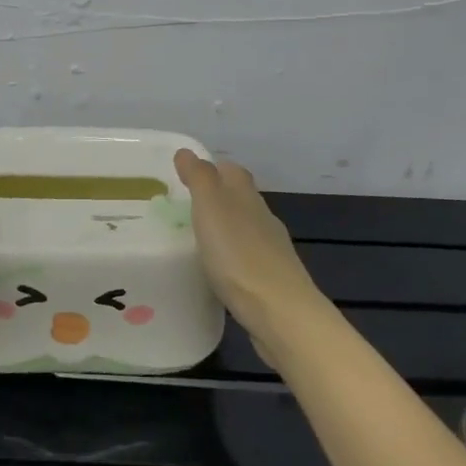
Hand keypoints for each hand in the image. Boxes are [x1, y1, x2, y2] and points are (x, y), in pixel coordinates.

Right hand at [175, 149, 331, 353]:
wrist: (280, 313)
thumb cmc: (239, 255)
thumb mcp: (212, 208)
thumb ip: (200, 179)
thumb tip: (187, 152)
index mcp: (247, 197)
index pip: (232, 171)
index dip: (212, 168)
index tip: (187, 175)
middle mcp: (263, 219)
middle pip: (241, 199)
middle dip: (217, 198)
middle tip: (185, 207)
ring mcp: (270, 251)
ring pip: (245, 229)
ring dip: (225, 229)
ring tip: (197, 238)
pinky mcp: (270, 281)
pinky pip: (247, 260)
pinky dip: (231, 258)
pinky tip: (218, 270)